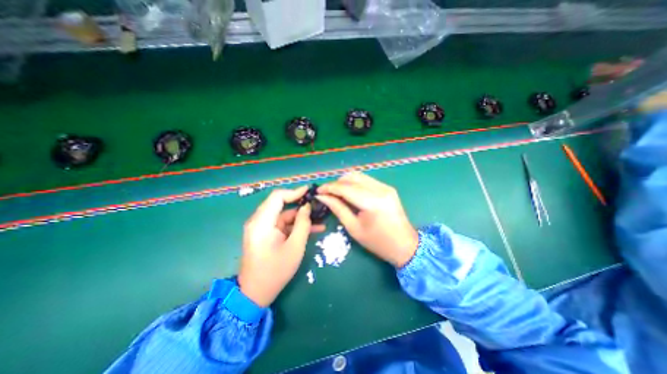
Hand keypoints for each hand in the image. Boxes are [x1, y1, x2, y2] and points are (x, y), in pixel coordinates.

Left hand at [239, 188, 324, 306]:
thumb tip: (307, 207)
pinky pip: (282, 225)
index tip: (310, 191)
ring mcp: (262, 228)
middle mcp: (258, 221)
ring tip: (320, 219)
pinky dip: (295, 225)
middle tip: (317, 204)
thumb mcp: (295, 247)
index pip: (277, 197)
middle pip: (280, 204)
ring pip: (284, 215)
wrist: (255, 294)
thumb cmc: (275, 271)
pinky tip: (313, 228)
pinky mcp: (266, 234)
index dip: (294, 192)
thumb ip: (302, 224)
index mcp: (262, 222)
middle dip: (300, 204)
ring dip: (300, 217)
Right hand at [315, 172, 414, 268]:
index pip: (345, 188)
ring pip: (359, 176)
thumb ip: (338, 208)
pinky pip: (367, 180)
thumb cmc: (378, 242)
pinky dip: (355, 183)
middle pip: (352, 177)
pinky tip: (350, 192)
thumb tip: (322, 197)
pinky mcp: (388, 188)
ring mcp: (386, 187)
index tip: (318, 191)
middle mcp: (380, 189)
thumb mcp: (354, 228)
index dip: (329, 187)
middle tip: (327, 193)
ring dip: (345, 181)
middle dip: (337, 183)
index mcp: (372, 202)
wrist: (405, 245)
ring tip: (337, 192)